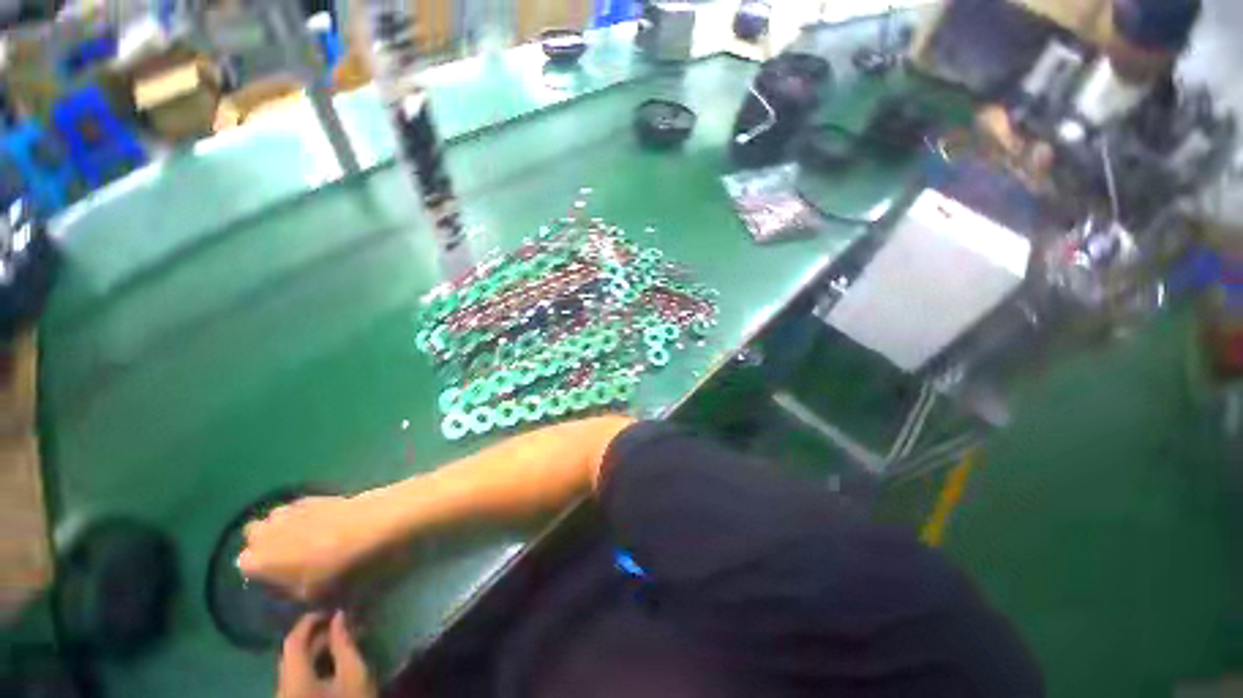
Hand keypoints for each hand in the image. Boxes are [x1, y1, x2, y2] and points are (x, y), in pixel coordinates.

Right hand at [239, 495, 380, 599]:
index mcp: (258, 560)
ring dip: (284, 527)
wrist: (377, 525)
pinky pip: (299, 507)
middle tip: (291, 557)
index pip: (245, 566)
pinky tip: (325, 524)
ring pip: (274, 519)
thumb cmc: (342, 569)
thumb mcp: (314, 598)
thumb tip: (288, 589)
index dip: (262, 573)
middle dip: (266, 544)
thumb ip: (291, 594)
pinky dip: (305, 515)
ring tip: (309, 539)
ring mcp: (290, 510)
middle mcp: (265, 532)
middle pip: (255, 536)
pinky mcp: (315, 496)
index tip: (280, 579)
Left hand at [277, 612, 375, 697]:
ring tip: (340, 640)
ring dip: (316, 651)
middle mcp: (281, 688)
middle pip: (292, 655)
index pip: (293, 642)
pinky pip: (296, 679)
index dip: (309, 622)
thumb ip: (345, 644)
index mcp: (293, 680)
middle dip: (316, 636)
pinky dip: (313, 665)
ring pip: (294, 667)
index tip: (329, 609)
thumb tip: (339, 616)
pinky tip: (332, 661)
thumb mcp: (354, 673)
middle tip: (341, 624)